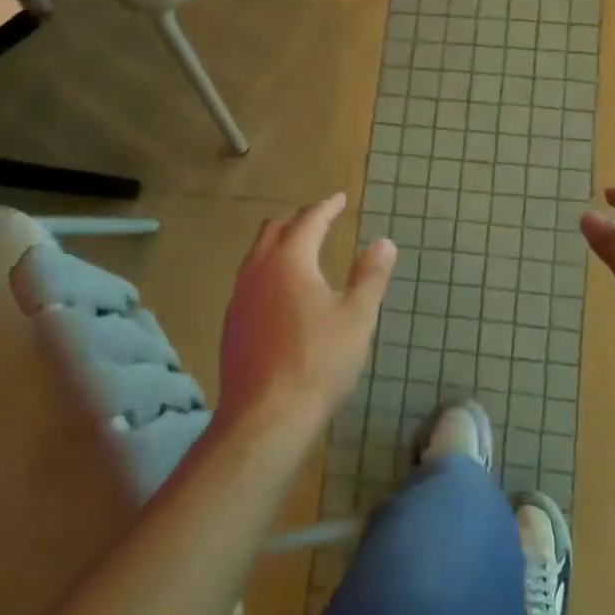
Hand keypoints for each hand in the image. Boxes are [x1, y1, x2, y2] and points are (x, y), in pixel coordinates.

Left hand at [218, 192, 394, 444]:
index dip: (326, 207)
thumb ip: (370, 276)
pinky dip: (268, 273)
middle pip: (274, 231)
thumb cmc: (319, 362)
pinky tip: (280, 296)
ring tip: (300, 253)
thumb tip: (383, 242)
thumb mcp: (357, 317)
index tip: (340, 198)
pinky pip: (249, 283)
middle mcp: (257, 271)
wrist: (265, 416)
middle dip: (298, 221)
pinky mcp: (231, 325)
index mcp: (289, 261)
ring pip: (256, 256)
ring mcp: (239, 298)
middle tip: (320, 221)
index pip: (308, 220)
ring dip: (278, 246)